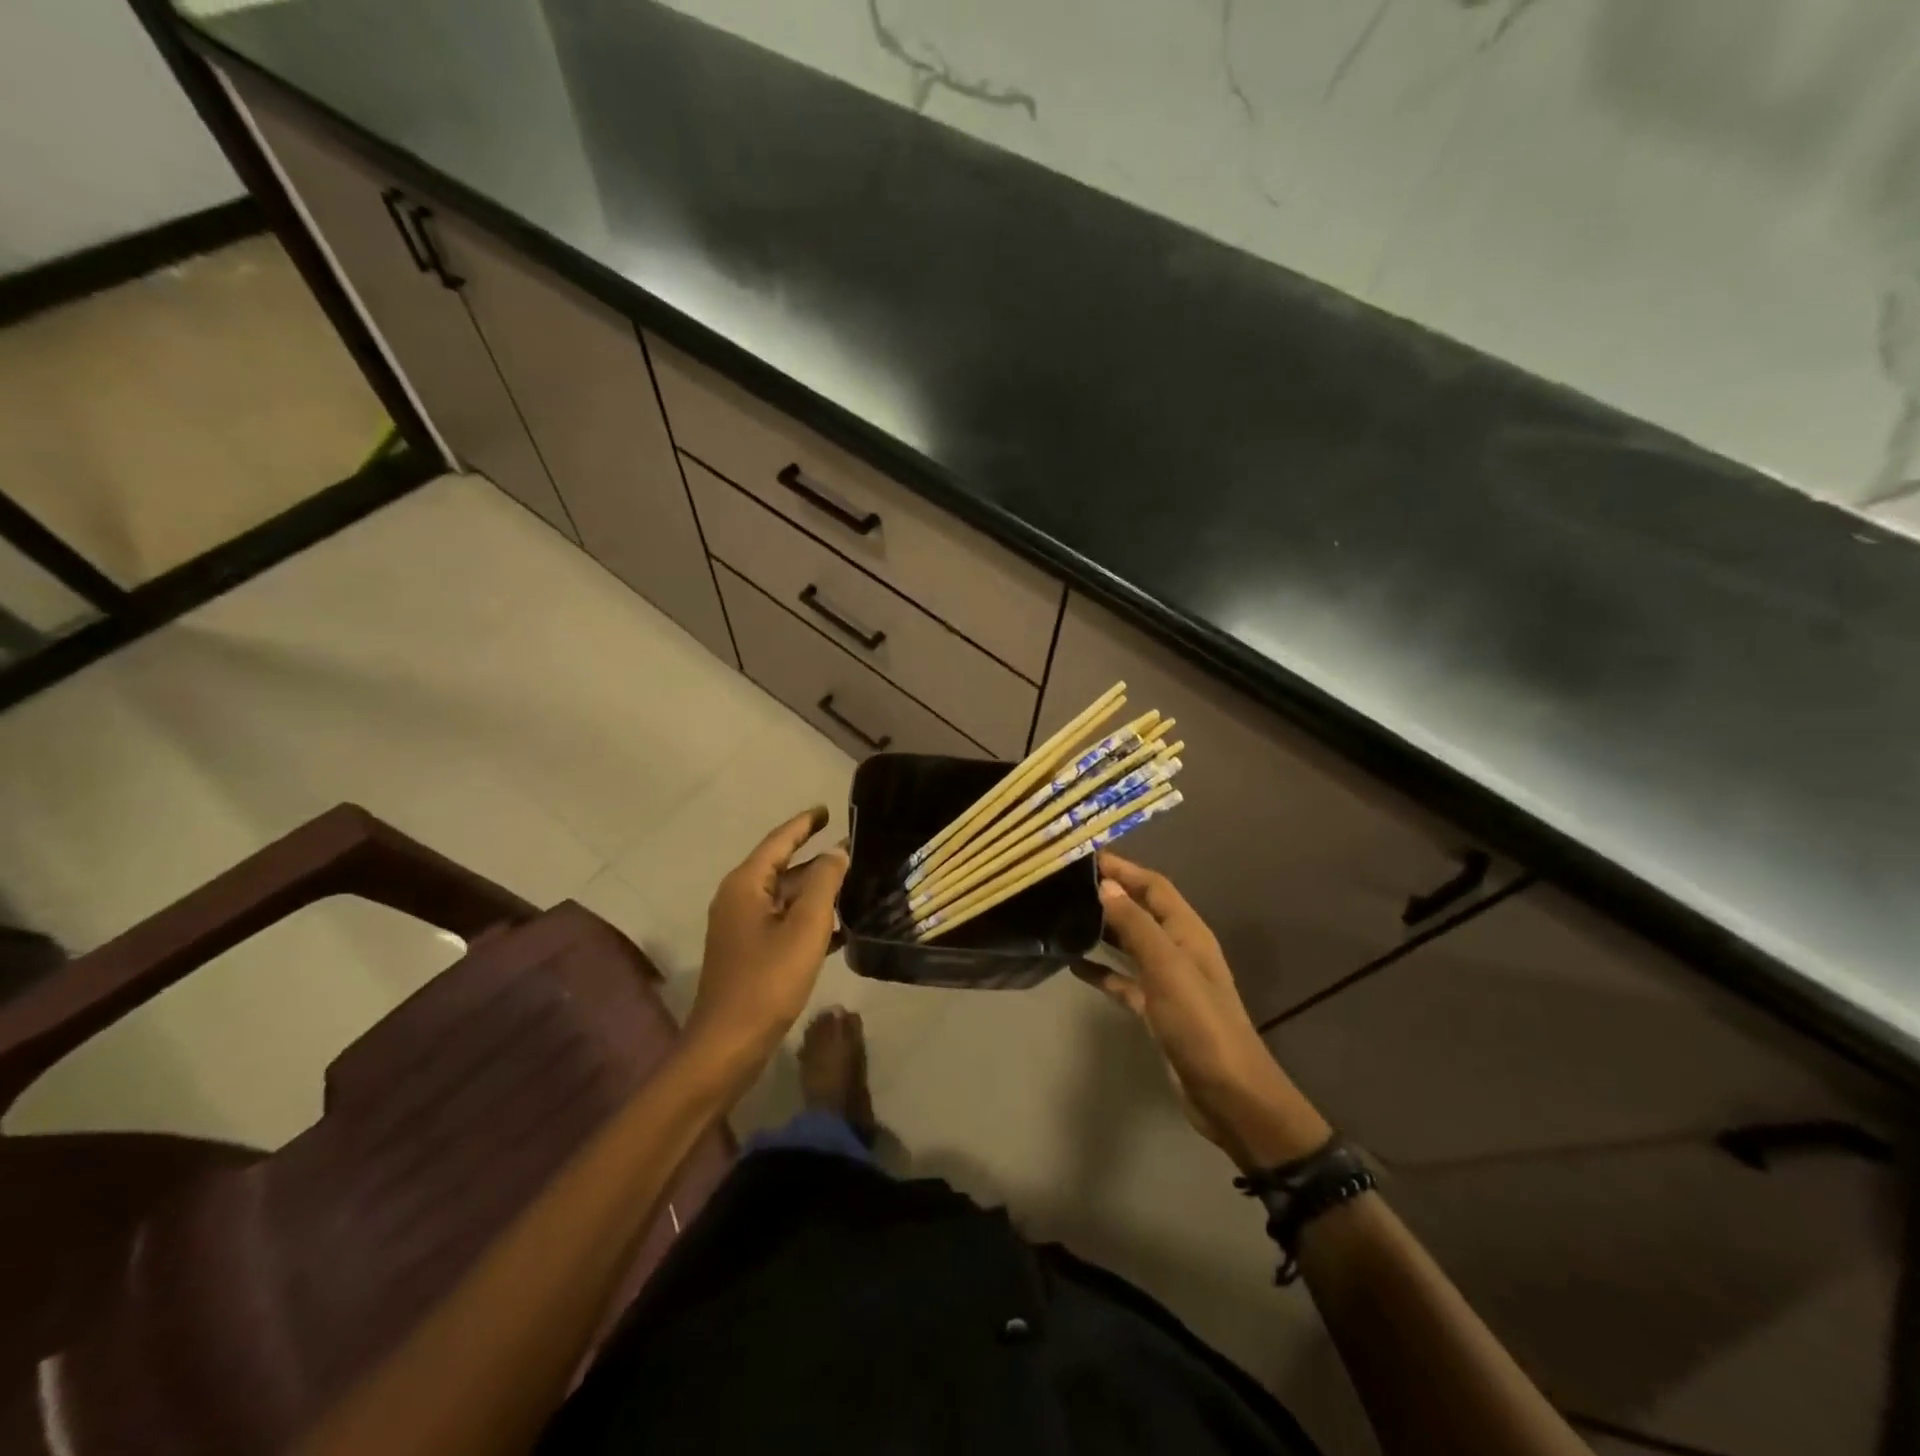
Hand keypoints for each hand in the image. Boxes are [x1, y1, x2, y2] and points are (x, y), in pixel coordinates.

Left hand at [687, 807, 847, 1083]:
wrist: (728, 1044)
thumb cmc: (767, 980)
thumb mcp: (805, 927)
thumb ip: (824, 882)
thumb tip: (837, 851)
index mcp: (746, 884)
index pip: (779, 840)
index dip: (805, 823)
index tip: (828, 810)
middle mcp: (739, 898)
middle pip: (782, 867)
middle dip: (816, 859)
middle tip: (853, 850)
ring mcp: (741, 927)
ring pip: (785, 897)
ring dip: (816, 891)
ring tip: (853, 884)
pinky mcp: (749, 952)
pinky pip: (783, 922)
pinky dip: (808, 919)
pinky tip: (840, 928)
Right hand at [1080, 853, 1329, 1169]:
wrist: (1228, 1094)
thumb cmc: (1199, 1023)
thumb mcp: (1166, 968)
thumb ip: (1136, 925)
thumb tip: (1106, 885)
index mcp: (1188, 933)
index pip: (1154, 886)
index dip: (1125, 869)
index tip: (1087, 856)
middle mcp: (1179, 950)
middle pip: (1142, 910)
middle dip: (1111, 893)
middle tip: (1068, 883)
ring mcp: (1168, 981)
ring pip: (1131, 944)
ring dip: (1104, 929)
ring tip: (1066, 916)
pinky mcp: (1156, 1010)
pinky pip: (1124, 980)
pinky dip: (1102, 970)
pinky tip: (1074, 966)